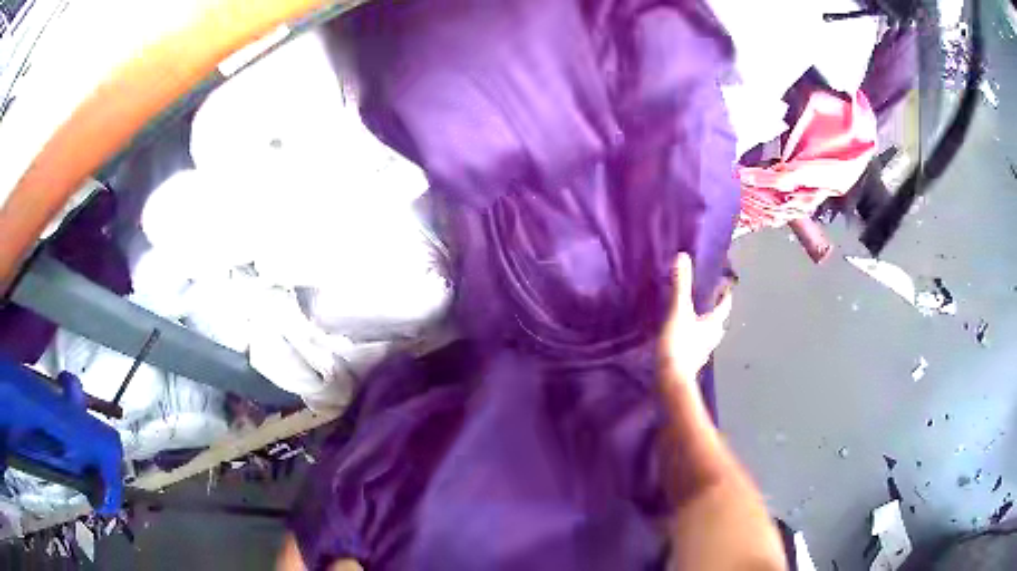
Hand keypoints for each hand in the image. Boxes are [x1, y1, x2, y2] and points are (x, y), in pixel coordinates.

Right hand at [659, 253, 732, 387]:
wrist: (669, 379)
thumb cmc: (678, 344)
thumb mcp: (678, 310)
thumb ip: (680, 285)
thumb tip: (682, 256)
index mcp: (713, 324)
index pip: (724, 306)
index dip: (725, 295)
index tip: (726, 285)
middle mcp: (712, 338)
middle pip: (719, 322)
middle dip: (717, 312)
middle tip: (711, 301)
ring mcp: (702, 352)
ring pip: (708, 336)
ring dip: (706, 327)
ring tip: (698, 318)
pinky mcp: (691, 362)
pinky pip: (697, 346)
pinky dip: (694, 339)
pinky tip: (686, 339)